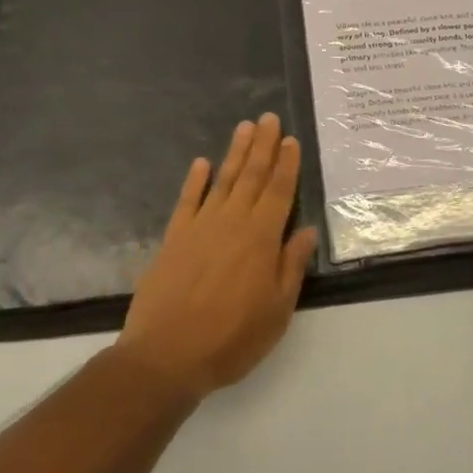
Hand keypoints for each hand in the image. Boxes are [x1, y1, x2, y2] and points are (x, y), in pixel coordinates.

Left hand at [115, 114, 319, 403]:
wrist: (166, 356)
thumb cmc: (231, 338)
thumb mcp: (276, 311)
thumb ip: (291, 266)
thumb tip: (307, 230)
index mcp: (261, 238)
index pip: (279, 191)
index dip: (287, 164)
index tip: (291, 139)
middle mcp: (232, 222)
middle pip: (251, 176)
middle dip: (263, 145)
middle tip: (268, 117)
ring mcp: (200, 226)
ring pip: (222, 180)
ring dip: (235, 152)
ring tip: (244, 127)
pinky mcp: (174, 238)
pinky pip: (187, 200)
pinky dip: (195, 180)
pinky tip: (201, 162)